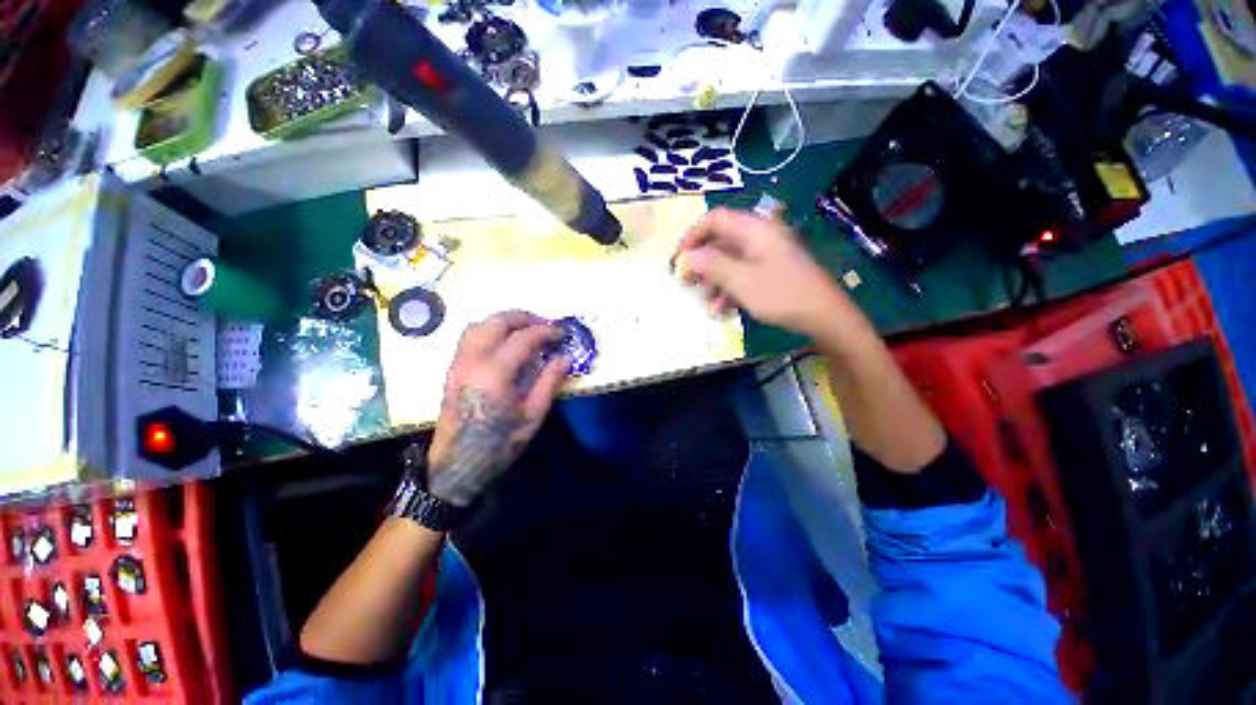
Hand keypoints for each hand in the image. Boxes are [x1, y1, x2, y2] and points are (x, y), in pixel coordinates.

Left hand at [426, 311, 568, 506]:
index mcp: (494, 372)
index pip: (522, 338)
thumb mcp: (533, 414)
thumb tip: (565, 357)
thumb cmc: (500, 442)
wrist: (459, 464)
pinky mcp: (452, 369)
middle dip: (523, 318)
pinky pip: (469, 337)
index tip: (561, 333)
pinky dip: (488, 329)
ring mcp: (458, 363)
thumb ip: (550, 381)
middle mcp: (472, 360)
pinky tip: (502, 342)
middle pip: (496, 322)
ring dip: (503, 321)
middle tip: (544, 325)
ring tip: (524, 328)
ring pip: (478, 325)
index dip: (545, 332)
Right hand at [676, 207, 844, 335]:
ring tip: (708, 302)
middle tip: (687, 282)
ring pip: (730, 260)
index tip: (679, 257)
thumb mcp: (741, 281)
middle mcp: (760, 237)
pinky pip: (743, 274)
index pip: (715, 219)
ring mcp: (767, 255)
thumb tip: (688, 257)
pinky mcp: (772, 271)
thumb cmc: (781, 294)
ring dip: (715, 281)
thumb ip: (712, 266)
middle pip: (721, 241)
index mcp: (755, 230)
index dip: (693, 235)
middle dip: (702, 263)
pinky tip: (723, 309)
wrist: (824, 316)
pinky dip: (730, 288)